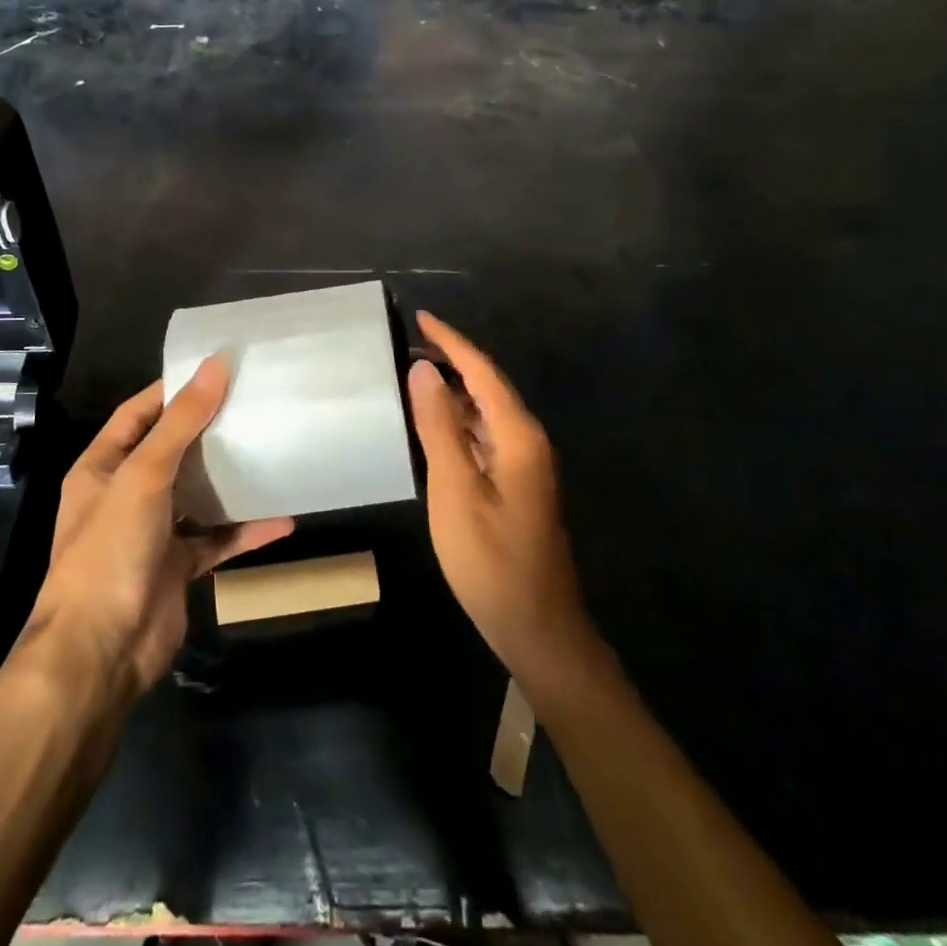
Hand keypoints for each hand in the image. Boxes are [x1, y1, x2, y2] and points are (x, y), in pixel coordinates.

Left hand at [22, 358, 293, 694]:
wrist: (100, 654)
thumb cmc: (111, 550)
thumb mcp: (144, 476)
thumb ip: (181, 422)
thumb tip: (216, 365)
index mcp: (103, 468)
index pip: (138, 414)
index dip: (173, 390)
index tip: (217, 370)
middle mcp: (125, 495)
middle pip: (172, 451)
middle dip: (208, 430)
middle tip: (254, 404)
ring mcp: (152, 533)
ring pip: (197, 494)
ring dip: (229, 478)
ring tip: (271, 449)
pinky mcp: (178, 567)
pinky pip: (217, 539)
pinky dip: (245, 530)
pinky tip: (282, 518)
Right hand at [408, 312, 599, 693]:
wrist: (538, 628)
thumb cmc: (491, 561)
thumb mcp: (455, 490)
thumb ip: (440, 427)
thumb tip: (423, 371)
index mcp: (518, 435)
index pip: (482, 371)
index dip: (451, 341)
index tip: (421, 317)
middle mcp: (528, 440)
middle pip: (487, 386)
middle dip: (451, 361)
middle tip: (408, 345)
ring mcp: (525, 465)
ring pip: (487, 412)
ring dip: (454, 391)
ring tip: (413, 376)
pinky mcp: (517, 485)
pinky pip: (486, 436)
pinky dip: (459, 422)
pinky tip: (434, 426)